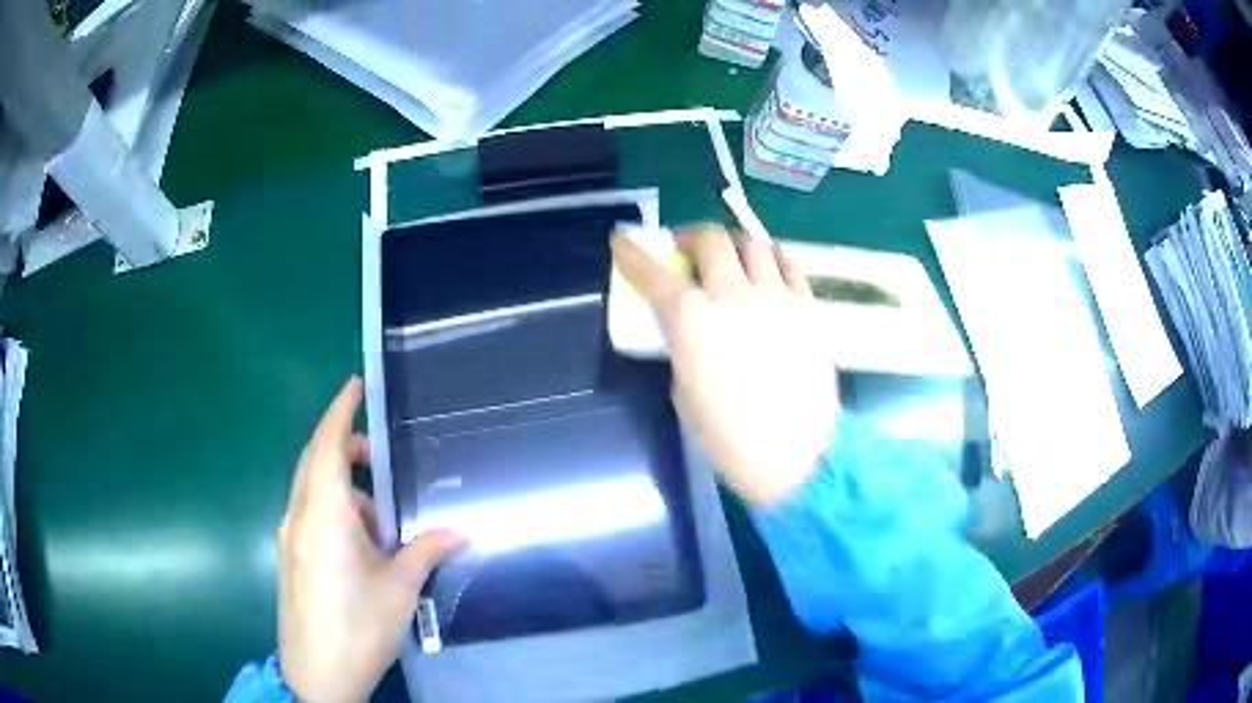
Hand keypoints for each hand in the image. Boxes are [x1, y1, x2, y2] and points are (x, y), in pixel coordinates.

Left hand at [278, 378, 464, 701]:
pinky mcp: (289, 557)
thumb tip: (459, 532)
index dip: (340, 411)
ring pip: (311, 490)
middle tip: (379, 455)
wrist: (316, 674)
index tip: (356, 385)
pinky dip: (333, 510)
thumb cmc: (358, 627)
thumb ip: (426, 551)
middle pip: (314, 461)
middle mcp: (298, 517)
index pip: (325, 446)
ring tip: (382, 517)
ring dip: (342, 487)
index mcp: (323, 516)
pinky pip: (309, 514)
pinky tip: (362, 545)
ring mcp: (289, 537)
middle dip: (343, 446)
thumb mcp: (400, 589)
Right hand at [612, 225, 838, 505]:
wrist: (794, 457)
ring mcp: (776, 296)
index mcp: (691, 320)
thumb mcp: (684, 390)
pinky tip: (766, 270)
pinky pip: (789, 263)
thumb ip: (683, 345)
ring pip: (753, 243)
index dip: (632, 253)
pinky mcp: (808, 306)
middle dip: (690, 239)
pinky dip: (771, 258)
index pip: (652, 272)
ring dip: (733, 246)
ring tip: (730, 261)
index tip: (623, 242)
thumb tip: (690, 325)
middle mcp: (733, 294)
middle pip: (709, 239)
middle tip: (687, 253)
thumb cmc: (729, 437)